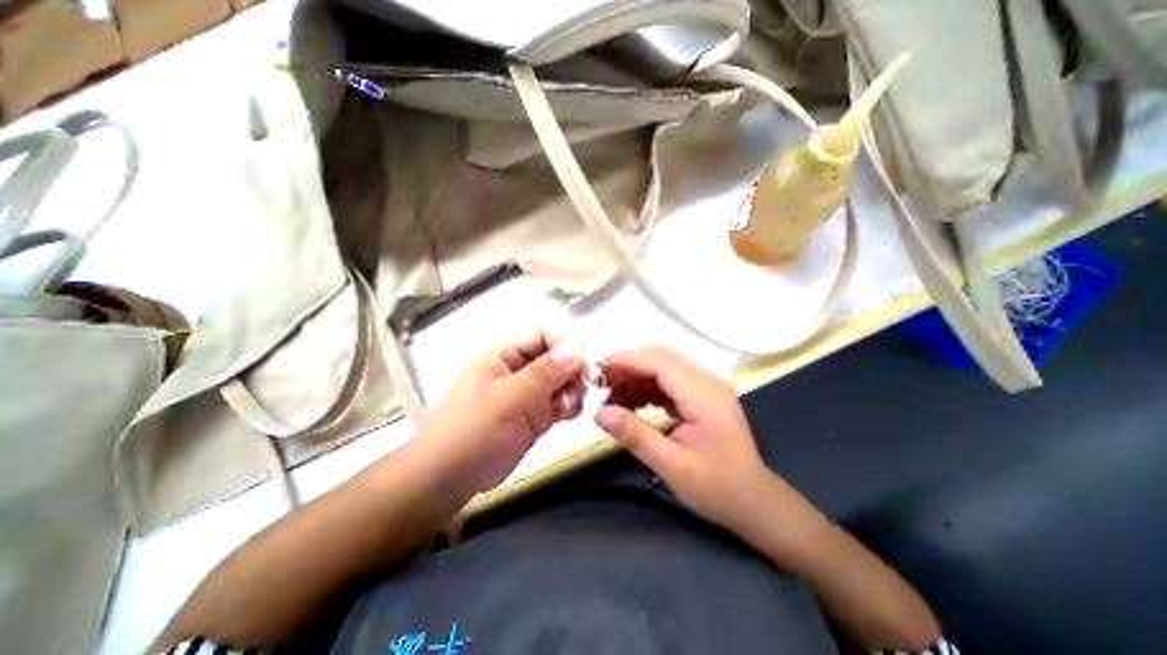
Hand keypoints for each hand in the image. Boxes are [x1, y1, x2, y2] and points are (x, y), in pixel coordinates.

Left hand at [412, 330, 587, 497]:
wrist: (448, 479)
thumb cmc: (469, 433)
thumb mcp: (507, 400)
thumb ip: (543, 374)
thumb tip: (576, 349)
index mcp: (504, 355)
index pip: (543, 333)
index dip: (565, 343)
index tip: (580, 364)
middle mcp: (519, 369)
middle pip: (558, 355)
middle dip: (573, 370)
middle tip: (579, 389)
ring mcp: (529, 392)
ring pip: (563, 379)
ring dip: (573, 390)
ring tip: (567, 408)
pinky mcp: (536, 414)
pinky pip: (562, 400)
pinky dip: (569, 405)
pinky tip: (566, 415)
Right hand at [597, 349, 777, 532]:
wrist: (755, 503)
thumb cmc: (717, 489)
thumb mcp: (671, 466)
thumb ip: (635, 435)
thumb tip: (599, 413)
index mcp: (705, 397)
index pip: (660, 363)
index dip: (627, 361)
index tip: (598, 368)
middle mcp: (708, 383)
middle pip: (662, 357)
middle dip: (629, 364)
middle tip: (601, 381)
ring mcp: (707, 387)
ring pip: (665, 366)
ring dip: (637, 375)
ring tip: (612, 395)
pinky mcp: (703, 396)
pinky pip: (670, 380)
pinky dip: (648, 385)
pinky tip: (632, 401)